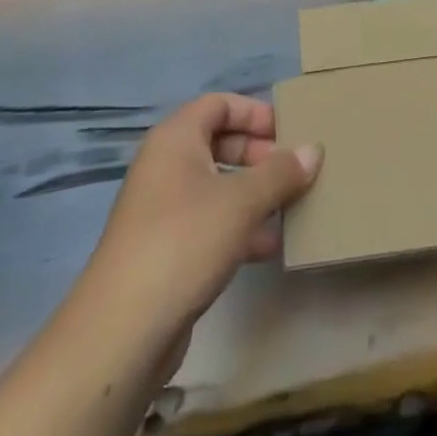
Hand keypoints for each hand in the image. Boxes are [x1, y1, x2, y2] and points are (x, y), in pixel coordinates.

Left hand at [77, 95, 319, 347]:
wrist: (122, 331)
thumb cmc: (184, 241)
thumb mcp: (242, 201)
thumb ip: (281, 173)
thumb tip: (314, 150)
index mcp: (176, 139)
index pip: (219, 104)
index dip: (255, 113)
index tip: (289, 132)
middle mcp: (166, 166)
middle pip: (220, 143)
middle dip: (260, 155)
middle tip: (294, 172)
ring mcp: (163, 210)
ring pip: (218, 186)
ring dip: (255, 194)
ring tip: (292, 208)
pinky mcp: (166, 250)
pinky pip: (210, 222)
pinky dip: (240, 227)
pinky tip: (270, 247)